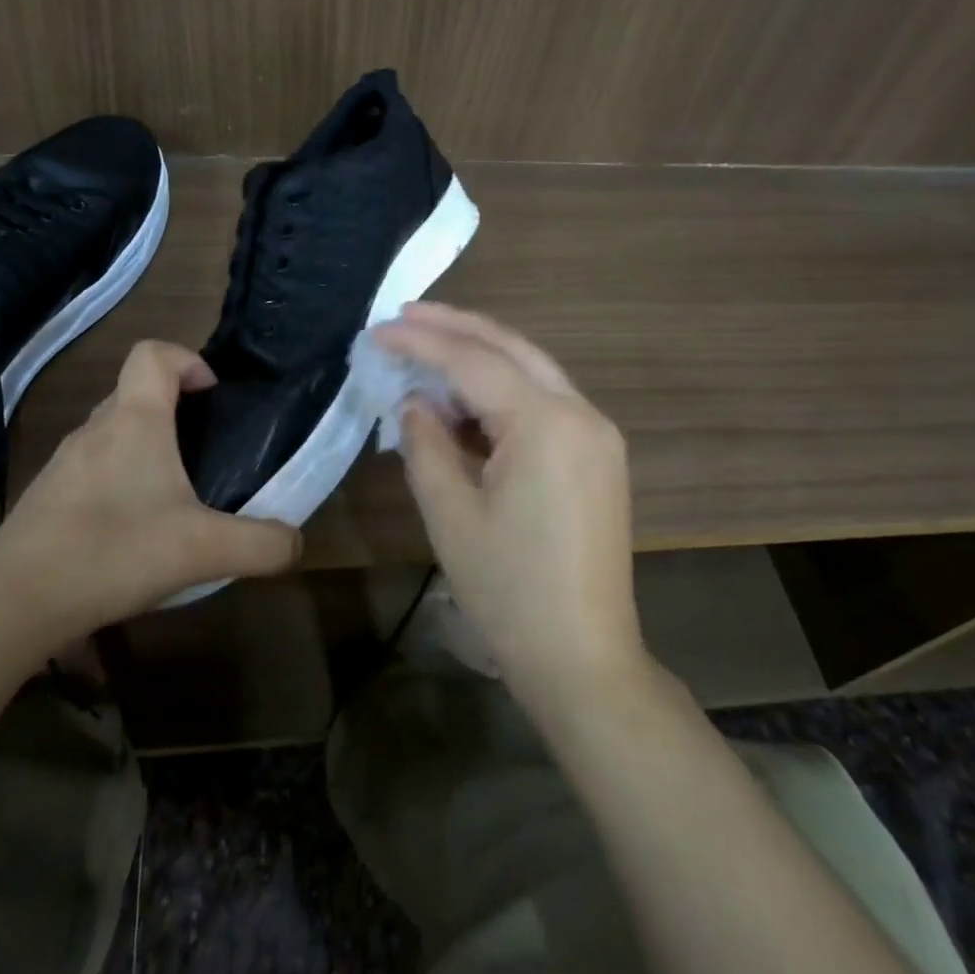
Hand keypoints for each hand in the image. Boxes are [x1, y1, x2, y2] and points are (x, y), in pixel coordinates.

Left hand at [0, 341, 300, 652]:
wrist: (13, 604)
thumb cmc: (114, 554)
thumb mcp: (205, 552)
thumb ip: (262, 545)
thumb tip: (296, 544)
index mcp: (134, 421)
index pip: (153, 353)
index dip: (187, 359)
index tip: (211, 395)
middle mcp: (95, 430)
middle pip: (135, 392)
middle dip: (174, 410)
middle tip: (204, 453)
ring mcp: (64, 462)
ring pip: (113, 432)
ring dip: (145, 448)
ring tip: (173, 497)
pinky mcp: (46, 496)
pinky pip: (92, 468)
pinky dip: (118, 480)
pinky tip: (131, 531)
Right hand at [373, 303, 645, 707]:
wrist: (582, 658)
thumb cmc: (508, 589)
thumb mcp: (450, 513)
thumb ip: (426, 444)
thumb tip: (415, 403)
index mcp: (547, 423)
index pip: (474, 362)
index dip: (422, 343)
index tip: (377, 331)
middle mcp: (581, 414)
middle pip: (512, 349)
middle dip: (457, 327)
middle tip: (405, 315)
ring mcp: (596, 435)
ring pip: (532, 371)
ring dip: (480, 356)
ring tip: (427, 345)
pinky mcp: (597, 457)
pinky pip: (544, 404)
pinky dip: (502, 392)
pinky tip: (465, 397)